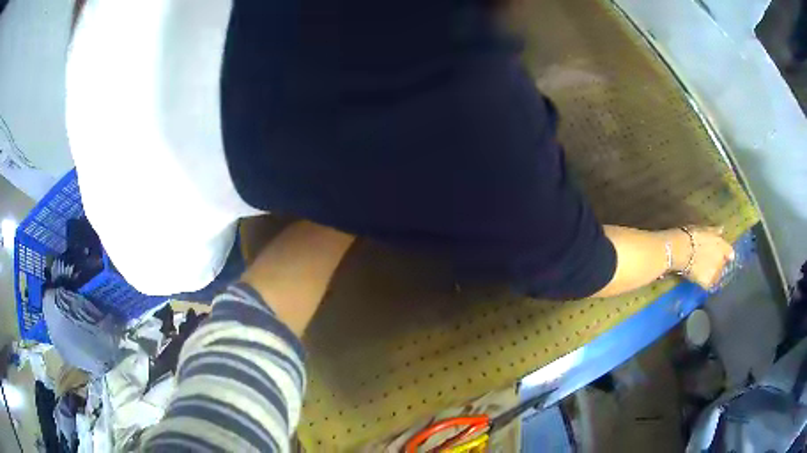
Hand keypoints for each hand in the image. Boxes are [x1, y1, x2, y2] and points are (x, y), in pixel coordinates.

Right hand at [668, 226, 734, 289]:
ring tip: (703, 271)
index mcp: (722, 245)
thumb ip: (714, 231)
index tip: (723, 255)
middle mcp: (722, 260)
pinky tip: (700, 279)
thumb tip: (721, 230)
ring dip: (712, 274)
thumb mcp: (704, 229)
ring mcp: (715, 273)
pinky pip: (709, 285)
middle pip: (723, 265)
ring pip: (716, 276)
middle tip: (709, 262)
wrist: (681, 250)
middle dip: (719, 264)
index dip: (727, 254)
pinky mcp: (707, 283)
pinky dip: (706, 283)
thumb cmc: (691, 235)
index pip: (730, 253)